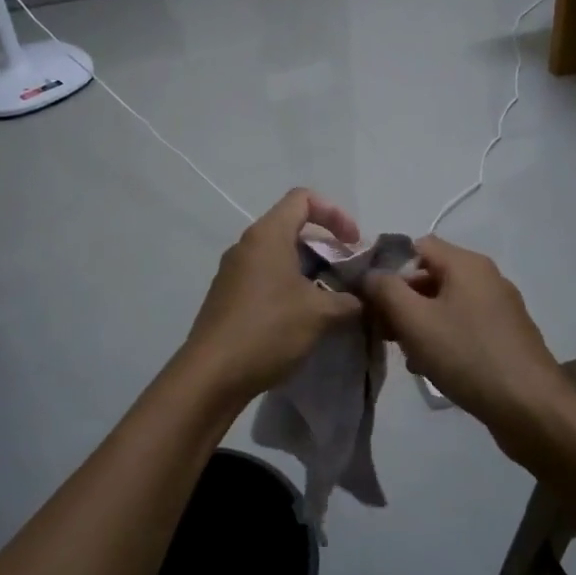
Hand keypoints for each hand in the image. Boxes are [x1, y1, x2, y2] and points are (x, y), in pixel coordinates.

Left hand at [182, 189, 363, 400]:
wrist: (211, 375)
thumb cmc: (268, 330)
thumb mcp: (320, 314)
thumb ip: (349, 300)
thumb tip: (363, 299)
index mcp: (267, 236)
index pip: (303, 199)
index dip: (335, 213)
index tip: (354, 244)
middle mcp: (247, 246)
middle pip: (292, 227)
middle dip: (326, 247)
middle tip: (349, 275)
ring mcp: (233, 272)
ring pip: (279, 256)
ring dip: (310, 270)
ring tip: (332, 299)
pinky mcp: (228, 297)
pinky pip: (265, 278)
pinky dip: (290, 287)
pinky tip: (304, 318)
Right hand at [362, 236, 575, 463]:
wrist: (530, 407)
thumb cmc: (467, 356)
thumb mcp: (414, 320)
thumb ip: (385, 290)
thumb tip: (370, 274)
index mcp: (467, 264)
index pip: (417, 246)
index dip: (389, 267)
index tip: (370, 298)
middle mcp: (487, 278)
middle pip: (431, 275)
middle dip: (402, 300)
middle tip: (382, 331)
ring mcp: (500, 308)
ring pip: (446, 304)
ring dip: (420, 323)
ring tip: (406, 354)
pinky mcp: (506, 336)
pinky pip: (464, 325)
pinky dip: (443, 338)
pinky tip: (431, 366)